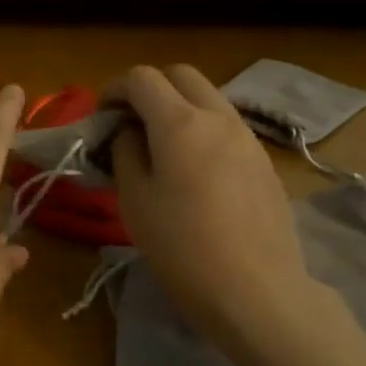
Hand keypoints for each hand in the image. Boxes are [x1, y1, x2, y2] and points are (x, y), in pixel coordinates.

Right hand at [107, 65, 317, 349]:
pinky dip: (201, 128)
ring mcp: (247, 137)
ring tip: (159, 146)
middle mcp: (218, 117)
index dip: (114, 88)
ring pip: (208, 97)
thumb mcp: (134, 199)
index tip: (101, 115)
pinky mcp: (263, 161)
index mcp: (180, 123)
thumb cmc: (182, 247)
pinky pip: (226, 125)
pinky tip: (192, 169)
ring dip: (178, 106)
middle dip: (149, 88)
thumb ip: (125, 152)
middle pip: (181, 75)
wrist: (256, 290)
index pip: (142, 78)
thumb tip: (129, 131)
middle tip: (129, 121)